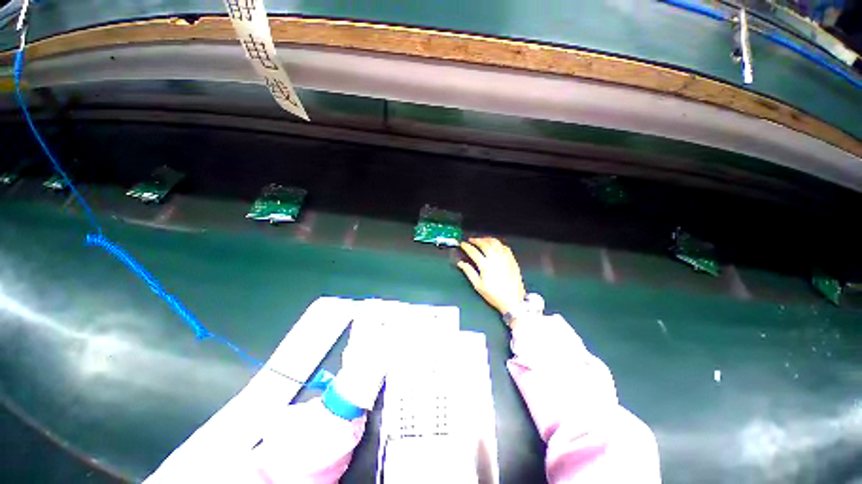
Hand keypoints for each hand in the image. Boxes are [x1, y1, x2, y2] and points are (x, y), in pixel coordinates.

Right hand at [457, 237, 525, 317]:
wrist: (512, 301)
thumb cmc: (494, 295)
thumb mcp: (478, 285)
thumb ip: (469, 272)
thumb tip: (461, 264)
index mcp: (486, 265)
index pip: (473, 252)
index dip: (466, 247)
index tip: (463, 245)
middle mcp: (496, 259)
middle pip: (484, 244)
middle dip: (476, 240)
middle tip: (471, 240)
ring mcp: (505, 258)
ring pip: (495, 243)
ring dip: (487, 239)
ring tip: (482, 240)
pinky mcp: (512, 260)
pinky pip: (505, 247)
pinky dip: (498, 244)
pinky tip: (495, 246)